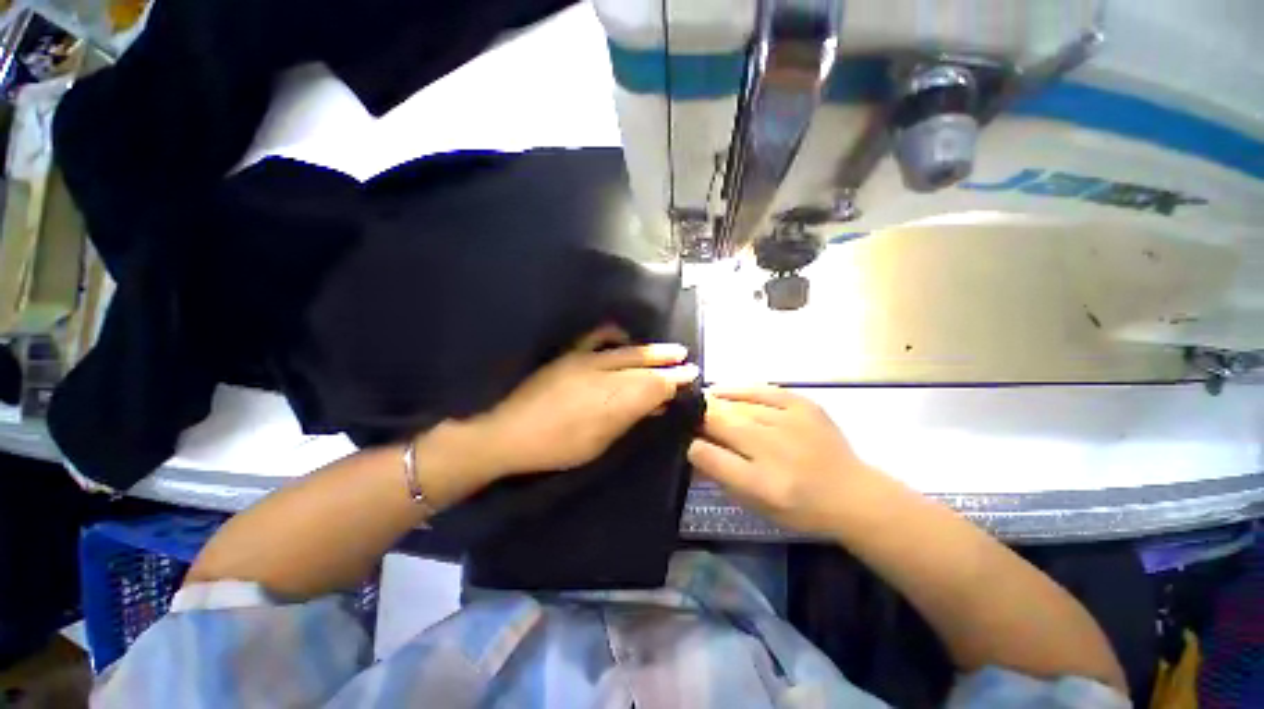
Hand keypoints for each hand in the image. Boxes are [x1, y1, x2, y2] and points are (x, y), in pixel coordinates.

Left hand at [469, 326, 698, 479]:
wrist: (510, 433)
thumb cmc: (558, 447)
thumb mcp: (600, 442)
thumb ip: (629, 418)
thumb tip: (653, 404)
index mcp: (610, 402)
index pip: (652, 386)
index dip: (673, 380)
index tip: (691, 375)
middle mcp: (601, 375)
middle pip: (643, 366)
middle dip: (668, 363)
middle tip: (687, 360)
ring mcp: (584, 361)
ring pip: (626, 352)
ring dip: (650, 351)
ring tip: (669, 351)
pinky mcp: (569, 356)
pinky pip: (597, 338)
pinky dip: (615, 336)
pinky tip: (625, 338)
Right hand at [688, 385, 878, 536]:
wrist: (853, 494)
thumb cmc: (800, 507)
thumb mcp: (757, 504)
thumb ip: (723, 476)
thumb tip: (694, 449)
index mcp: (763, 484)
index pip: (711, 457)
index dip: (693, 446)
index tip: (686, 441)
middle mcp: (775, 449)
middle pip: (722, 423)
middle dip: (700, 419)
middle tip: (688, 417)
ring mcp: (791, 422)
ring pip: (738, 405)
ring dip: (714, 403)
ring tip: (701, 402)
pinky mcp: (803, 405)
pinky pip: (760, 389)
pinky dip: (738, 389)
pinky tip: (722, 390)